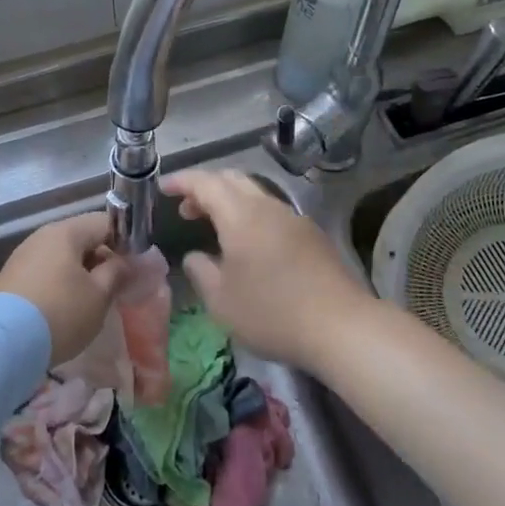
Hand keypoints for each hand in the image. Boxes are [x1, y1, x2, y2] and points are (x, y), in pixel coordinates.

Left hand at [0, 212, 120, 363]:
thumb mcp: (99, 296)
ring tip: (88, 303)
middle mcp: (42, 236)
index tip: (132, 269)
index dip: (124, 242)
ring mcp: (22, 256)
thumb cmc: (61, 313)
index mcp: (66, 232)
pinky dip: (58, 285)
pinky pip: (43, 273)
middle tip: (113, 289)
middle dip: (100, 260)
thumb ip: (117, 273)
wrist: (2, 343)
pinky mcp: (9, 279)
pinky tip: (62, 310)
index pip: (104, 223)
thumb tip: (125, 262)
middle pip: (81, 239)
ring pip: (61, 257)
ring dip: (78, 274)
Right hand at [165, 169, 372, 370]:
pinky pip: (272, 212)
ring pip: (255, 194)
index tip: (162, 188)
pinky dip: (251, 216)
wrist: (341, 326)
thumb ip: (201, 272)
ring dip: (230, 202)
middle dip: (205, 188)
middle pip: (232, 179)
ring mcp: (293, 218)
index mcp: (240, 215)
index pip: (205, 182)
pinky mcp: (312, 235)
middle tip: (186, 209)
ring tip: (215, 228)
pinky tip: (250, 246)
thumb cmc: (272, 313)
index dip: (181, 181)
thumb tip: (195, 256)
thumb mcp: (222, 301)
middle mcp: (267, 206)